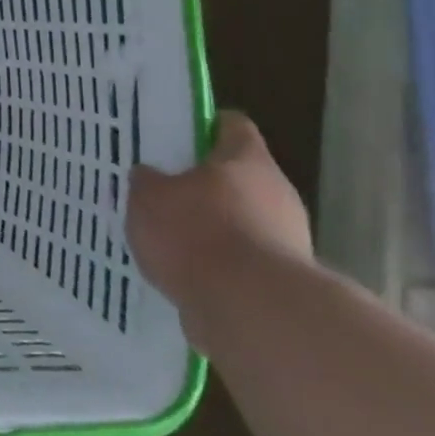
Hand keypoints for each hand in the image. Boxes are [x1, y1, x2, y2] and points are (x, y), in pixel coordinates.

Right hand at [127, 111, 312, 333]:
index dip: (205, 126)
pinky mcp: (283, 280)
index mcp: (247, 160)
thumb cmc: (196, 233)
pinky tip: (184, 273)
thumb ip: (147, 182)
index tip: (177, 135)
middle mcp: (276, 193)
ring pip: (241, 220)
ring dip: (211, 227)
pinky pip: (243, 261)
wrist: (251, 309)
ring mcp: (287, 238)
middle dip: (203, 184)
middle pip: (238, 176)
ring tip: (167, 239)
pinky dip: (218, 265)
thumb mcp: (148, 197)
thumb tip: (149, 176)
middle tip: (162, 190)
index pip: (232, 126)